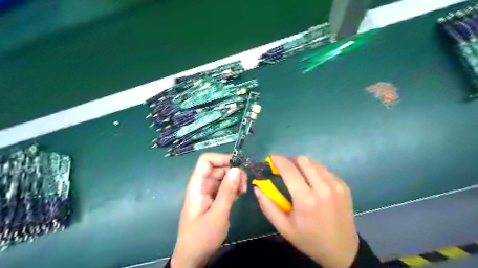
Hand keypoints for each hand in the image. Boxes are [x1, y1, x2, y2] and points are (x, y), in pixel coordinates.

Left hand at [170, 153, 245, 267]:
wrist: (193, 257)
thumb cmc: (202, 237)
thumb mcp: (218, 214)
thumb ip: (227, 191)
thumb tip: (237, 168)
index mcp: (198, 185)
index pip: (206, 160)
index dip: (222, 158)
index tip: (238, 165)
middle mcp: (203, 185)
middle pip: (218, 167)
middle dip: (233, 171)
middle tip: (244, 183)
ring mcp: (209, 192)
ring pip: (224, 176)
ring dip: (235, 180)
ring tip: (243, 191)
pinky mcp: (214, 198)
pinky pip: (226, 186)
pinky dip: (234, 187)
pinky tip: (240, 195)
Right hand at [256, 155, 355, 267]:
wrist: (342, 250)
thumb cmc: (309, 239)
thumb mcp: (284, 227)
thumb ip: (267, 206)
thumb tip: (257, 187)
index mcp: (306, 200)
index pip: (289, 169)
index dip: (278, 160)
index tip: (271, 158)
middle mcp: (323, 188)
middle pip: (302, 160)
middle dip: (290, 161)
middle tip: (285, 170)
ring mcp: (336, 185)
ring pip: (314, 163)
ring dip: (303, 166)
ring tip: (300, 178)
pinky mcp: (344, 186)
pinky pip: (325, 170)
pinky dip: (315, 172)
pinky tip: (313, 184)